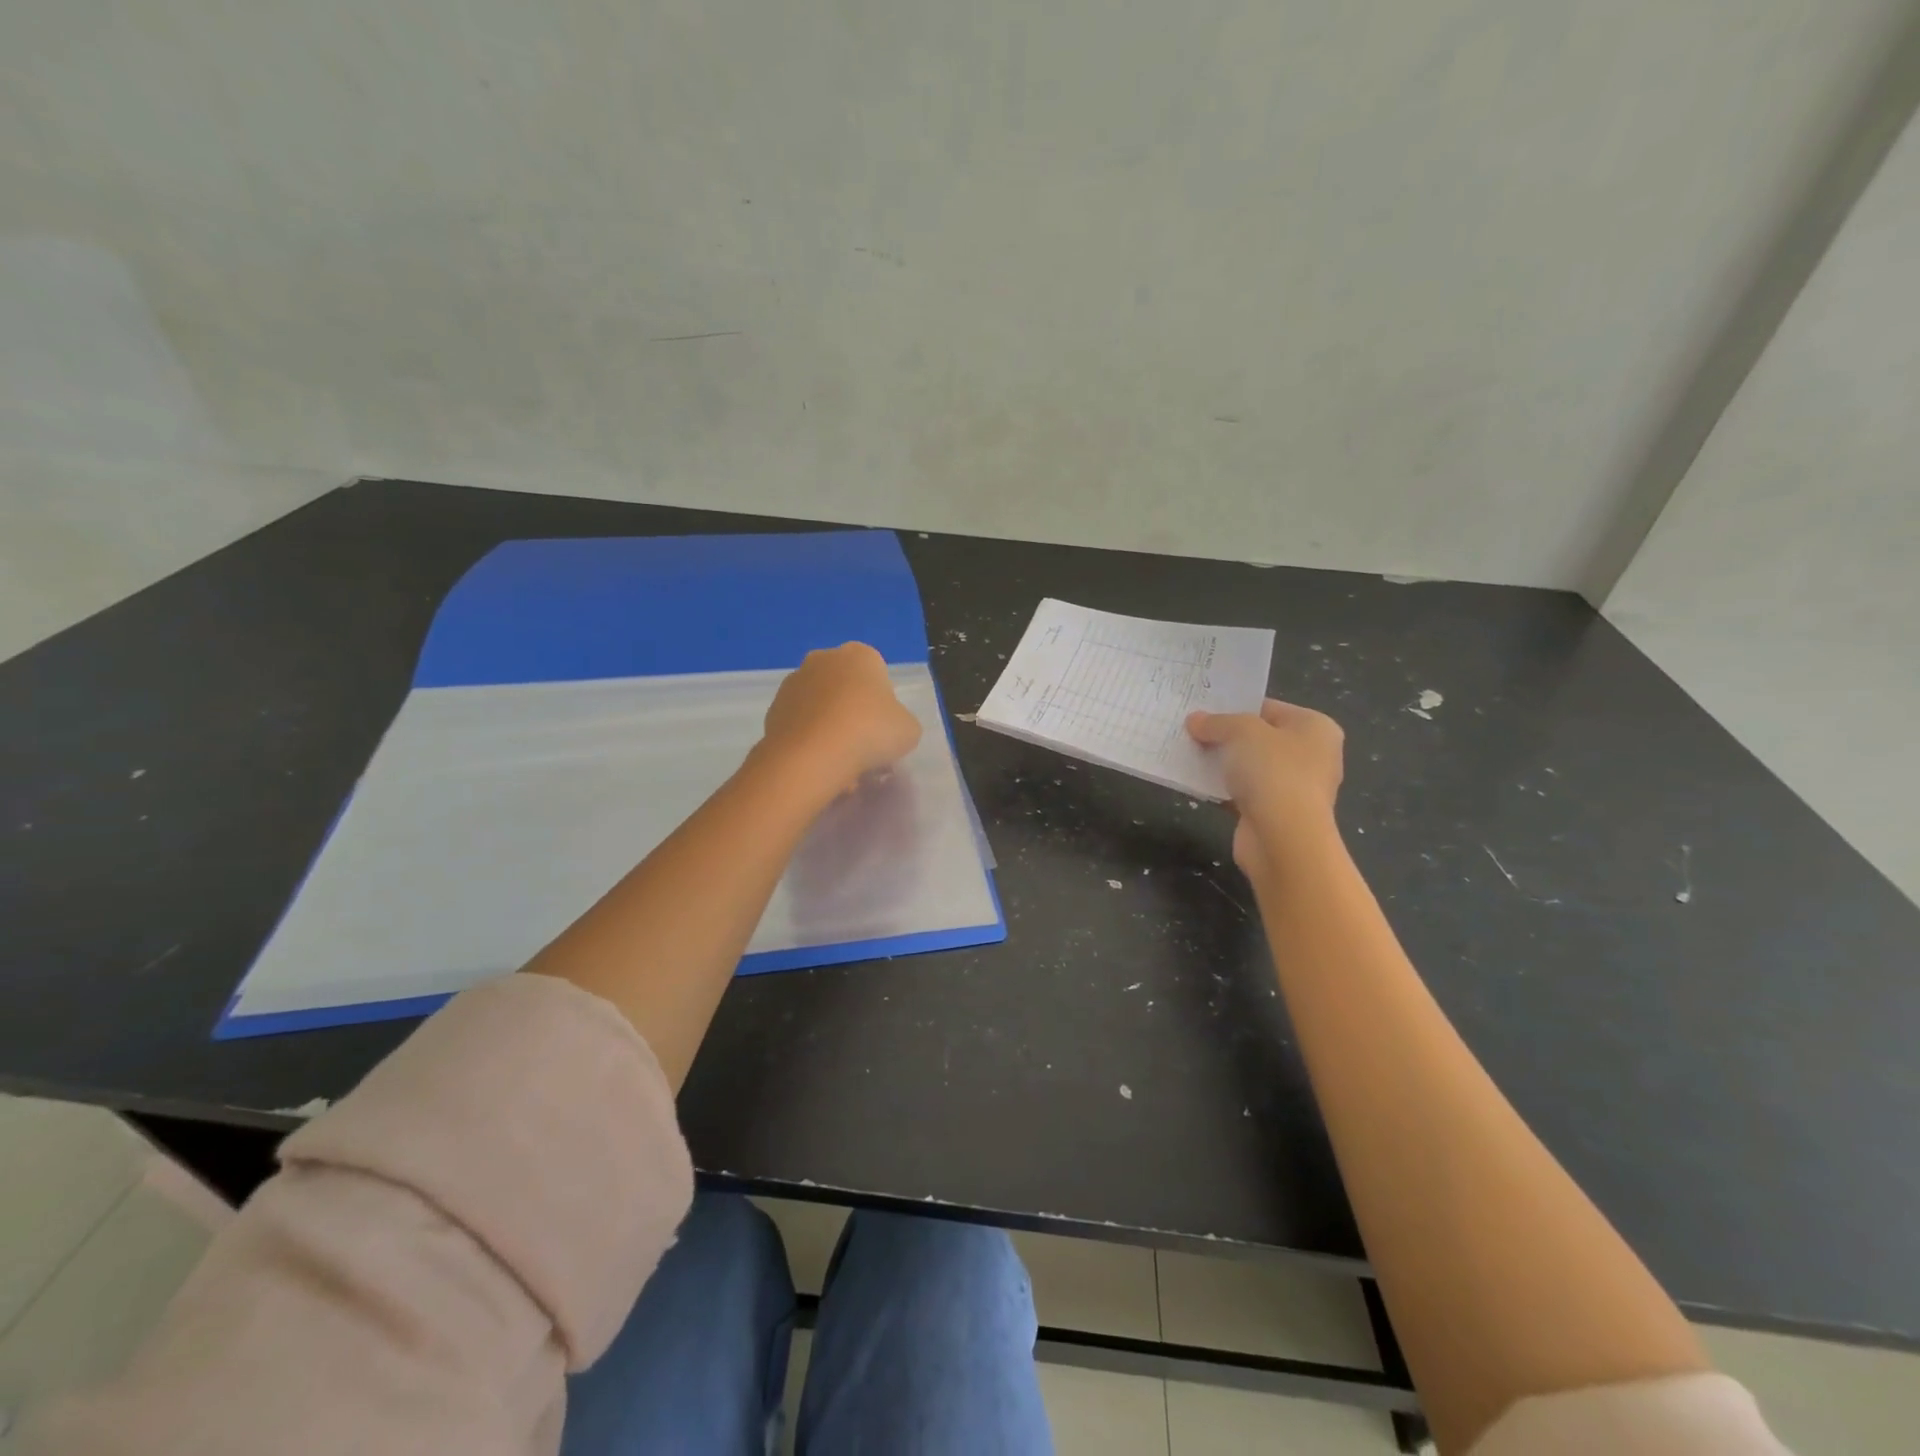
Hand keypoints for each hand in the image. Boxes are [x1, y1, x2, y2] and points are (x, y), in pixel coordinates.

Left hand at [761, 642, 922, 797]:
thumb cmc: (870, 732)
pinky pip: (800, 724)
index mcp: (860, 655)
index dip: (882, 703)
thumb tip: (887, 728)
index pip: (877, 673)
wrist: (813, 755)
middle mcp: (823, 659)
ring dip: (829, 728)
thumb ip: (900, 722)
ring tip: (839, 764)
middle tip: (862, 745)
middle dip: (852, 712)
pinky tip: (818, 765)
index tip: (883, 728)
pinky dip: (809, 741)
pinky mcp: (773, 709)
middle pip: (845, 687)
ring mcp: (793, 683)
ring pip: (820, 706)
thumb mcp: (908, 729)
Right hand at [1186, 699, 1343, 875]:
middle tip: (1191, 730)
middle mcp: (1311, 756)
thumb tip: (1195, 720)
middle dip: (1225, 736)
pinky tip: (1196, 783)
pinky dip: (1222, 788)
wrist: (1282, 838)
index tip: (1203, 709)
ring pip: (1249, 767)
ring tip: (1188, 754)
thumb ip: (1217, 722)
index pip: (1269, 708)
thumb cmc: (1273, 772)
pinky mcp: (1275, 814)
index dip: (1235, 707)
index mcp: (1315, 728)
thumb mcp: (1241, 732)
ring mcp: (1294, 787)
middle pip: (1259, 738)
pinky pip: (1243, 792)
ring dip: (1222, 763)